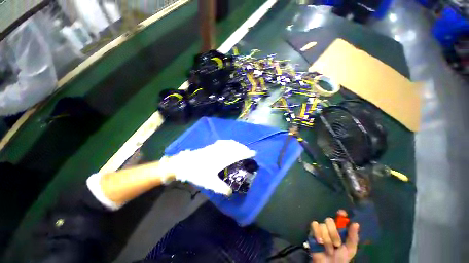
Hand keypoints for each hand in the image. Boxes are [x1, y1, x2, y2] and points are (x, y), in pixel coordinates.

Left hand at [162, 140, 255, 194]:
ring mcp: (215, 147)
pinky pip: (224, 142)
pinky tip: (230, 144)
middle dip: (244, 149)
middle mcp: (220, 151)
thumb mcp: (209, 183)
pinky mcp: (211, 146)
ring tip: (242, 148)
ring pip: (230, 143)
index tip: (253, 154)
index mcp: (222, 159)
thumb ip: (221, 188)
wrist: (183, 164)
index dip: (246, 153)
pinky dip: (230, 143)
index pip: (237, 154)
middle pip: (235, 147)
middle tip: (249, 152)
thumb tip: (231, 193)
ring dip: (238, 145)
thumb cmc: (196, 173)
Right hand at [310, 210, 359, 262]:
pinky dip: (317, 234)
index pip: (340, 217)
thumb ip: (352, 237)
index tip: (342, 213)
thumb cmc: (341, 258)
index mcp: (340, 230)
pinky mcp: (312, 231)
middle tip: (337, 244)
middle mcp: (330, 227)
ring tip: (328, 248)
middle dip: (333, 233)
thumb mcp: (350, 249)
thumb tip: (356, 223)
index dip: (340, 214)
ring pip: (322, 225)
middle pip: (329, 220)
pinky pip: (314, 225)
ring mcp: (321, 229)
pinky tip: (319, 242)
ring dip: (326, 239)